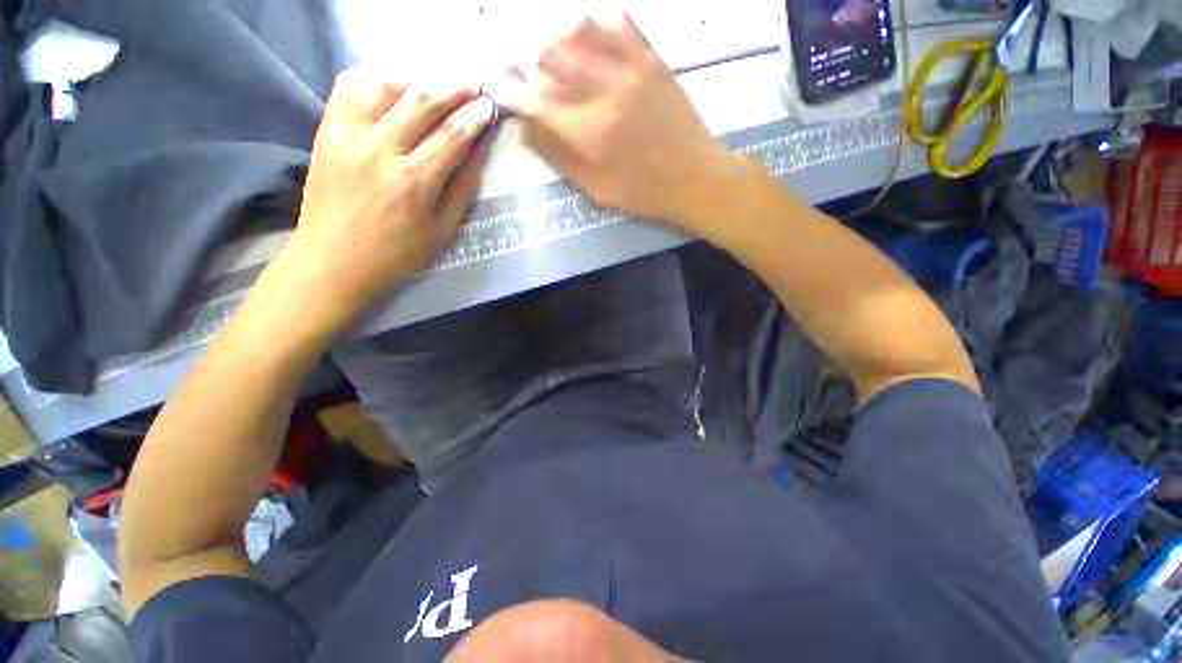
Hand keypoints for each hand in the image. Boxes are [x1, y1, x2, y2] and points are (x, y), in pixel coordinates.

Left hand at [279, 69, 494, 333]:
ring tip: (434, 85)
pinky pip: (348, 87)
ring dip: (416, 79)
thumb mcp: (443, 231)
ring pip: (385, 85)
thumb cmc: (397, 255)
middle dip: (453, 88)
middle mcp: (380, 150)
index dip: (475, 117)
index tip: (489, 106)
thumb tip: (479, 152)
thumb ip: (462, 189)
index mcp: (414, 182)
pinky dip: (374, 78)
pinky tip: (392, 85)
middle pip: (422, 102)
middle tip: (471, 86)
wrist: (333, 261)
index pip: (452, 136)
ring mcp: (348, 136)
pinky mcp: (326, 132)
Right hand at [497, 15, 730, 224]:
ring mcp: (631, 69)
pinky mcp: (653, 59)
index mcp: (588, 131)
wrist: (694, 178)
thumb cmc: (642, 191)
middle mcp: (604, 90)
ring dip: (558, 39)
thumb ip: (558, 157)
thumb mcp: (595, 188)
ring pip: (580, 29)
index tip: (500, 87)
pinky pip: (620, 24)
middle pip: (551, 55)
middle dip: (529, 60)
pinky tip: (592, 39)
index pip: (535, 100)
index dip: (512, 91)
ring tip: (556, 55)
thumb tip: (524, 127)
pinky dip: (597, 26)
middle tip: (526, 71)